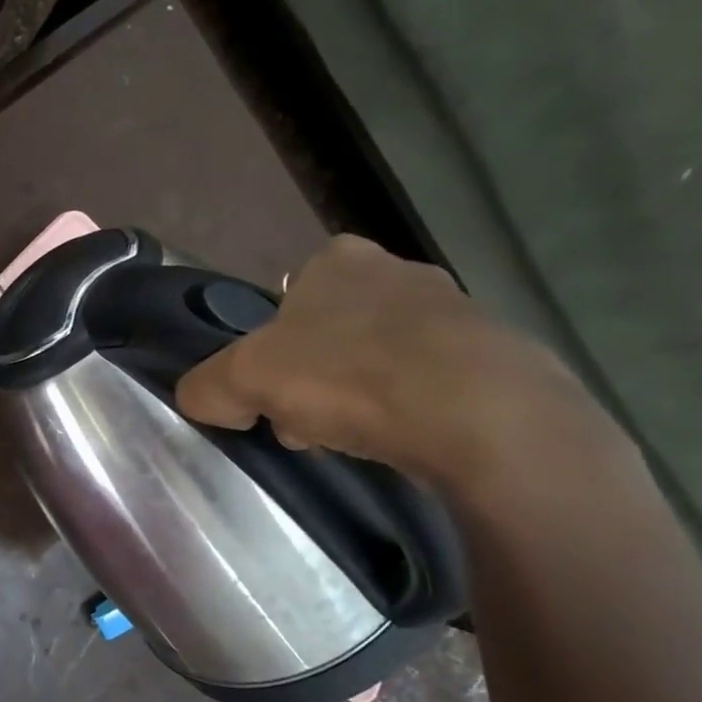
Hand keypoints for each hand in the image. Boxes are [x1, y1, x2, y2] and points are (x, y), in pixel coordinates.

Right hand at [175, 235, 603, 492]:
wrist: (481, 416)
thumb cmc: (348, 377)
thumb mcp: (242, 380)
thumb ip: (206, 386)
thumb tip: (205, 401)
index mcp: (338, 260)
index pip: (287, 301)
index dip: (271, 351)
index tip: (273, 394)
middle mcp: (398, 270)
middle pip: (331, 332)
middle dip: (313, 378)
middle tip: (307, 424)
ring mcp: (455, 309)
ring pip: (378, 358)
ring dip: (359, 396)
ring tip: (355, 440)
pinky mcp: (496, 355)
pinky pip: (429, 383)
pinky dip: (409, 410)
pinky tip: (405, 441)